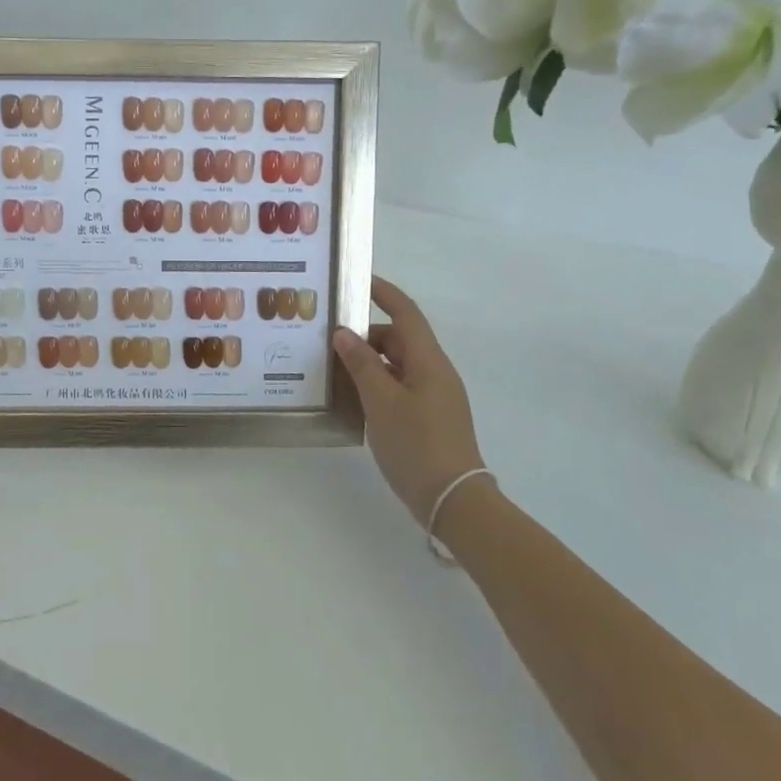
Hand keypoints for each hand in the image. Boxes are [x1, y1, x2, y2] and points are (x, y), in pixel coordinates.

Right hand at [334, 276, 491, 522]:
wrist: (453, 499)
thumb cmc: (416, 444)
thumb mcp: (381, 401)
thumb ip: (362, 364)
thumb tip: (344, 332)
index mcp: (428, 361)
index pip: (405, 313)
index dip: (383, 292)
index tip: (356, 280)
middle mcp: (435, 372)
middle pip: (399, 338)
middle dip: (366, 333)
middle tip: (328, 335)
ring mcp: (434, 396)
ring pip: (397, 364)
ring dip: (368, 360)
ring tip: (332, 366)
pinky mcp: (428, 417)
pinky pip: (399, 386)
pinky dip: (376, 382)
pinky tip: (352, 396)